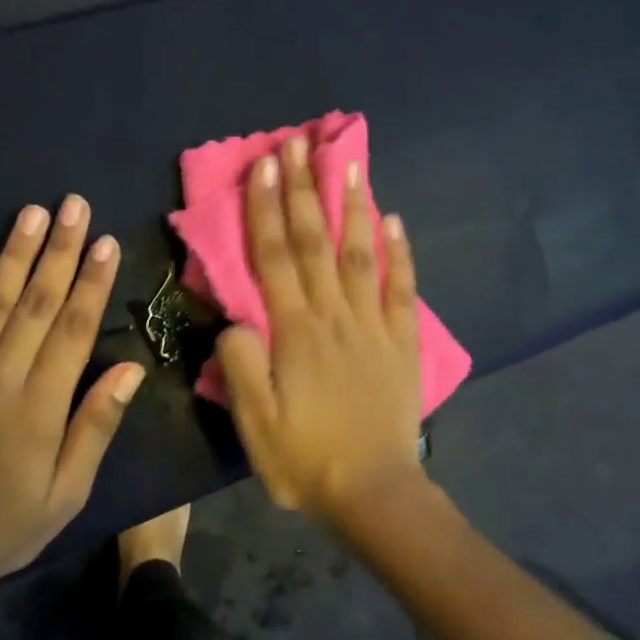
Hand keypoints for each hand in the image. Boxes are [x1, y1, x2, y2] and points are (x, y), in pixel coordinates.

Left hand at [0, 196, 144, 594]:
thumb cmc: (4, 528)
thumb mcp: (66, 493)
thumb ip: (95, 427)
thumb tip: (130, 370)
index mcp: (39, 406)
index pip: (73, 329)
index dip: (91, 282)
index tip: (105, 242)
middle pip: (36, 303)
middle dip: (58, 250)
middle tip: (73, 204)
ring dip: (13, 255)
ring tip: (31, 213)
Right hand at [218, 138, 426, 521]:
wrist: (374, 494)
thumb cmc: (305, 460)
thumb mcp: (253, 423)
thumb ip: (239, 364)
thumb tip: (237, 318)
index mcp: (294, 332)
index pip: (274, 257)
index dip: (267, 209)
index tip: (264, 166)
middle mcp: (334, 315)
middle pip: (315, 242)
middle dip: (303, 189)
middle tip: (297, 144)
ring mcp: (373, 326)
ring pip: (361, 253)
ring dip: (353, 205)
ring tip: (349, 162)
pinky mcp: (402, 343)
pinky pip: (402, 289)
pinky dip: (400, 252)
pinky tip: (395, 220)